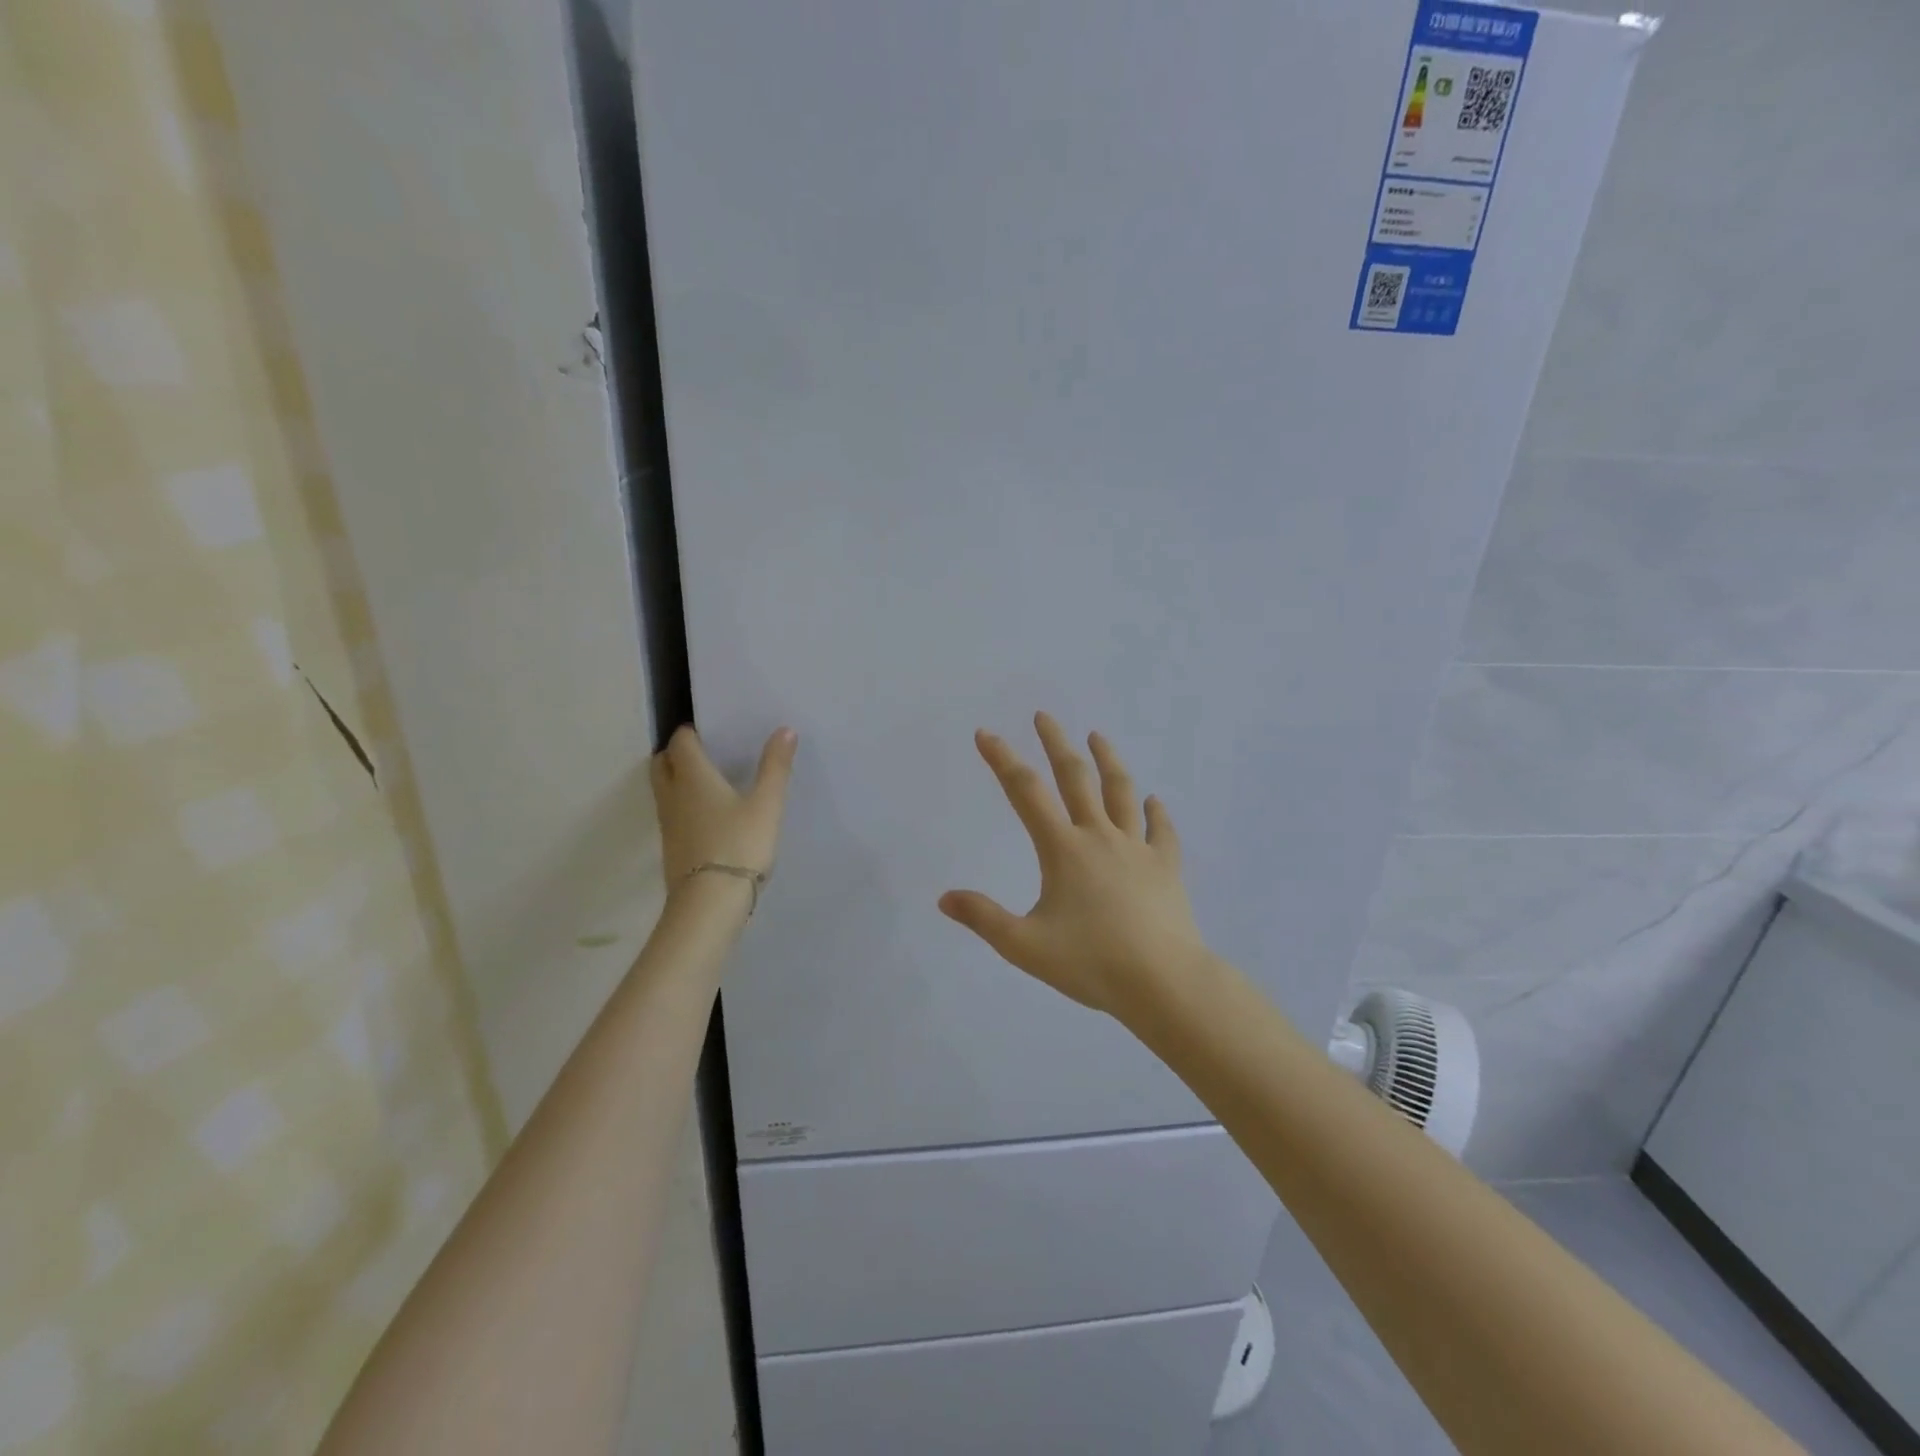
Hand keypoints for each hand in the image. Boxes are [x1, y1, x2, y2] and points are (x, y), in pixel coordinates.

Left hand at [651, 725, 797, 893]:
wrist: (710, 902)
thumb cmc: (740, 845)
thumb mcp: (766, 805)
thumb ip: (775, 767)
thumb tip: (785, 729)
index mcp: (693, 776)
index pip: (681, 741)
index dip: (693, 732)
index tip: (713, 732)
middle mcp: (673, 794)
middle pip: (662, 762)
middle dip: (678, 753)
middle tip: (706, 754)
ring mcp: (668, 823)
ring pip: (663, 789)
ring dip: (677, 779)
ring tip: (708, 783)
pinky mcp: (671, 846)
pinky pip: (671, 813)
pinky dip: (683, 805)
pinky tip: (708, 816)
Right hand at [939, 712, 1208, 1016]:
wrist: (1164, 982)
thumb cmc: (1092, 963)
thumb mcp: (1025, 946)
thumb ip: (984, 918)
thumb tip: (944, 898)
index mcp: (1064, 849)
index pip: (1026, 793)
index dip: (1002, 760)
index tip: (986, 733)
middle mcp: (1100, 837)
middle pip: (1076, 778)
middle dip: (1056, 744)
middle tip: (1044, 716)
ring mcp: (1137, 849)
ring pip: (1121, 792)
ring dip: (1108, 761)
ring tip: (1097, 736)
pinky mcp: (1166, 868)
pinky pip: (1161, 832)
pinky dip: (1156, 813)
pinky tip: (1154, 801)